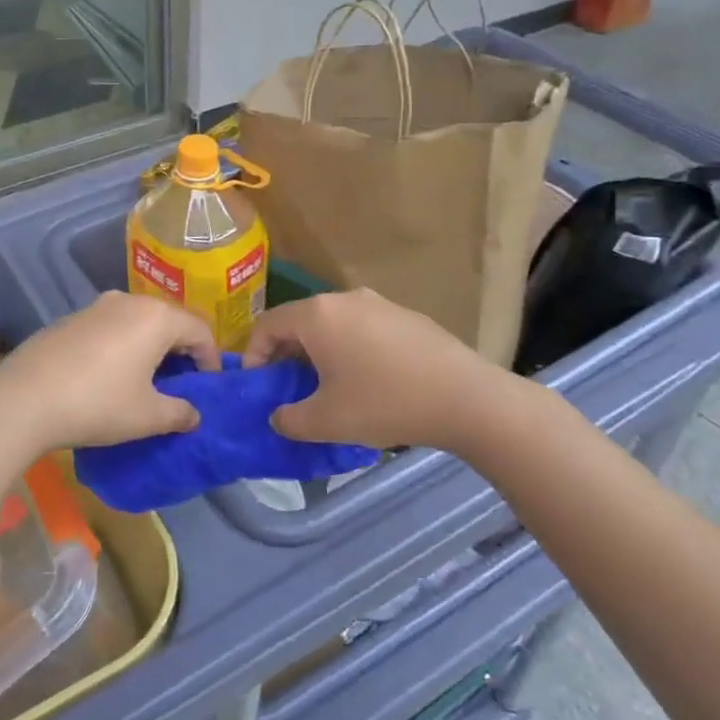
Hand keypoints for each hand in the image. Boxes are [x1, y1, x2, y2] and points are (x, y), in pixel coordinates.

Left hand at [0, 292, 219, 449]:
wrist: (24, 399)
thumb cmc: (99, 404)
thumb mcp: (148, 416)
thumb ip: (179, 413)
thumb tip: (194, 415)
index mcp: (156, 317)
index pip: (199, 330)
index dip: (211, 359)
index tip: (208, 386)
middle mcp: (129, 302)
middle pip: (169, 320)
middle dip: (181, 350)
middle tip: (182, 382)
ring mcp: (96, 307)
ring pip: (137, 321)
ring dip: (149, 346)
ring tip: (146, 379)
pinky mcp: (70, 319)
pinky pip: (110, 327)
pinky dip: (121, 345)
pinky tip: (109, 375)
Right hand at [244, 289, 526, 450]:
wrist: (466, 398)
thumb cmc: (385, 403)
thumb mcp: (326, 420)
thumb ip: (290, 420)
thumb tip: (279, 417)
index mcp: (317, 315)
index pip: (267, 324)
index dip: (253, 354)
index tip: (258, 385)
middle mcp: (344, 299)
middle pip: (300, 321)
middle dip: (287, 354)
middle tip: (289, 388)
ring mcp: (379, 304)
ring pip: (333, 324)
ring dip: (320, 352)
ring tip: (328, 387)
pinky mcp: (406, 317)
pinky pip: (363, 329)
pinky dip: (351, 349)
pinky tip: (369, 382)